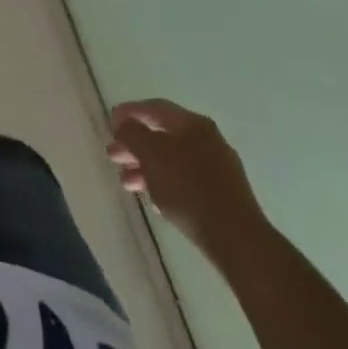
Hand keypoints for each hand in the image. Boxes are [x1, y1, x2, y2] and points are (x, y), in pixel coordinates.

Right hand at [108, 98, 269, 262]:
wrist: (237, 241)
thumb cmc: (189, 188)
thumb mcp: (151, 154)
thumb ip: (132, 133)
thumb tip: (123, 123)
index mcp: (193, 124)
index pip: (155, 108)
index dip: (129, 112)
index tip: (110, 122)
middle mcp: (208, 141)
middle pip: (163, 136)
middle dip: (135, 145)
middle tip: (112, 155)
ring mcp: (219, 170)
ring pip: (173, 162)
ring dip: (147, 168)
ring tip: (126, 183)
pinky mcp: (223, 198)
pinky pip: (186, 183)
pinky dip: (165, 186)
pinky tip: (154, 201)